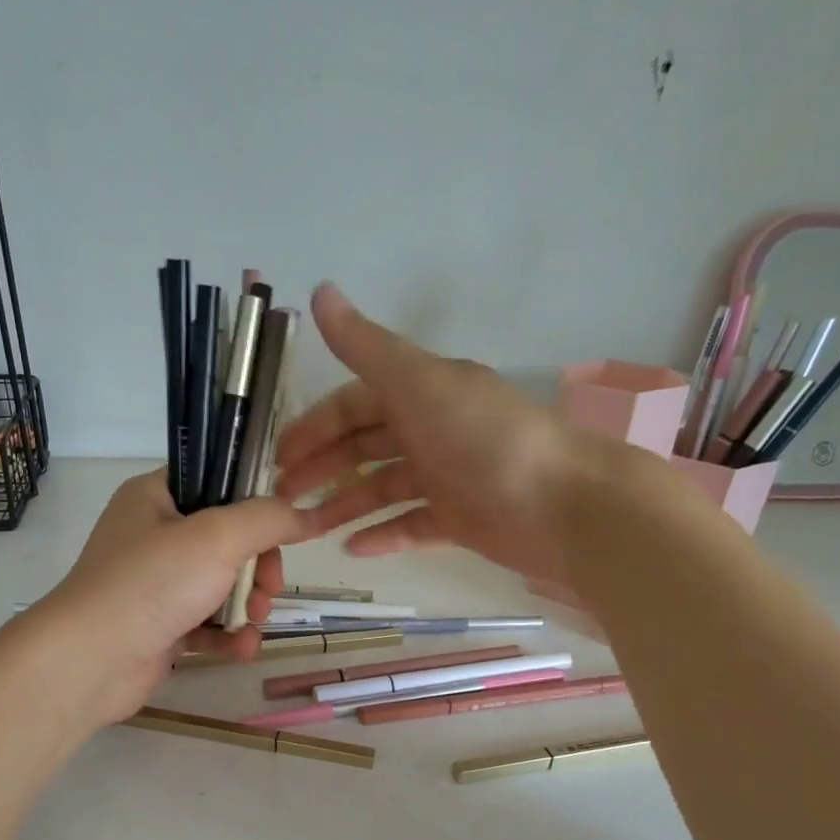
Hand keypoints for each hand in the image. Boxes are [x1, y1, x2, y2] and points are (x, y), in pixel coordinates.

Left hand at [33, 469, 314, 725]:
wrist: (91, 661)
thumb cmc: (152, 583)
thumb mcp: (218, 537)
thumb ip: (269, 519)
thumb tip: (310, 515)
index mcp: (156, 497)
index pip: (217, 483)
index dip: (255, 504)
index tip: (284, 530)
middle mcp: (154, 536)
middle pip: (229, 540)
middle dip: (258, 567)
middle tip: (268, 589)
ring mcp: (156, 584)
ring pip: (222, 585)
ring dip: (248, 605)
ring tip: (254, 622)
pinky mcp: (161, 627)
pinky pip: (208, 624)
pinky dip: (228, 636)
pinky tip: (242, 650)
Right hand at [276, 283, 619, 584]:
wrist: (560, 504)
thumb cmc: (484, 438)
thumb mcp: (419, 383)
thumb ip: (367, 347)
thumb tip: (320, 290)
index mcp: (421, 393)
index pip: (352, 405)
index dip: (314, 427)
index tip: (279, 457)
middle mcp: (430, 430)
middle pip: (362, 448)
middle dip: (322, 470)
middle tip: (284, 499)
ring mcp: (445, 477)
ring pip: (381, 489)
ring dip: (343, 506)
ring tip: (306, 530)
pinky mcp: (458, 519)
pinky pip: (410, 525)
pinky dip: (382, 535)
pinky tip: (352, 550)